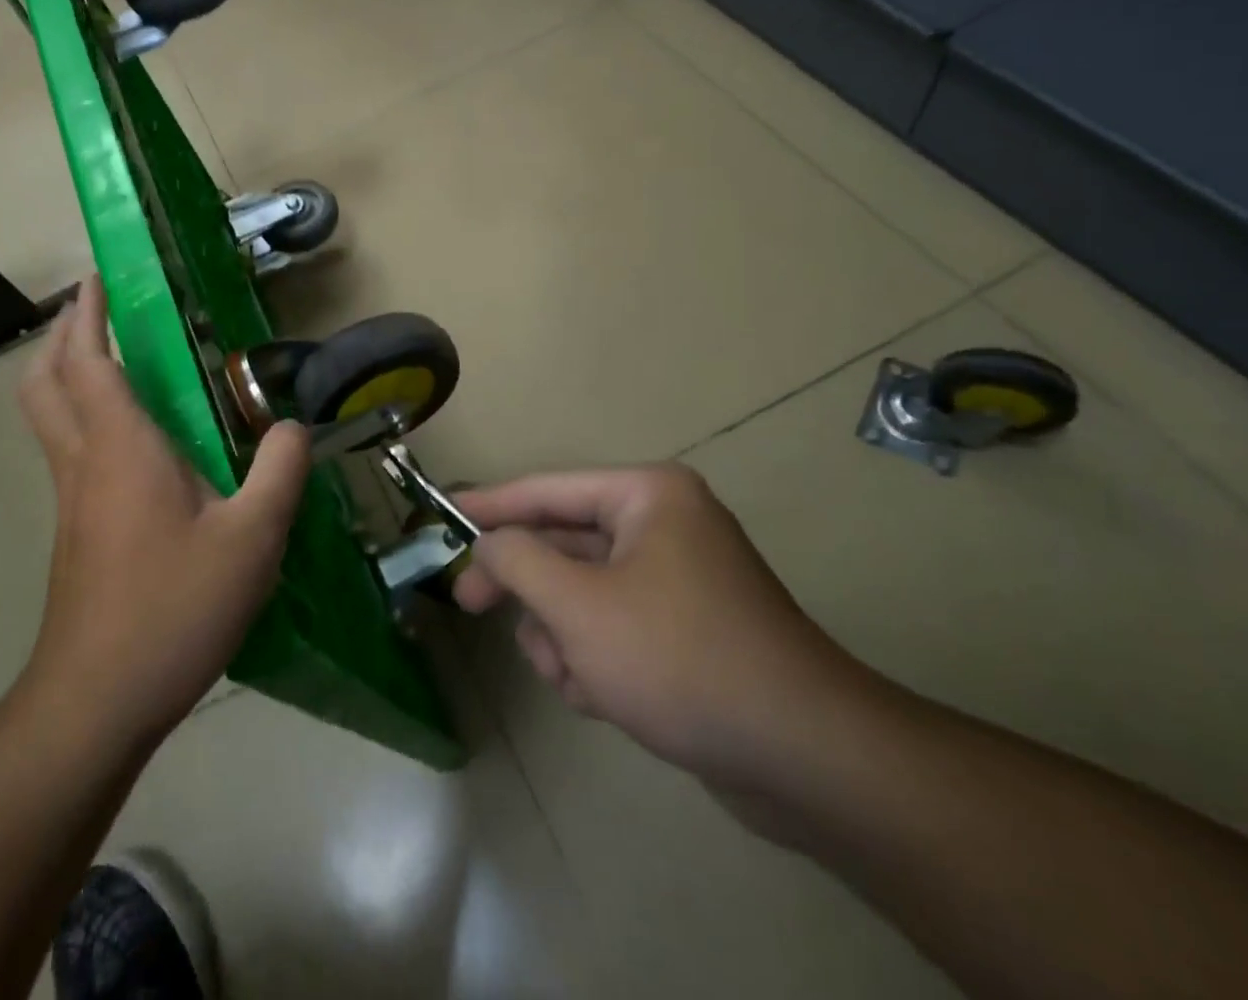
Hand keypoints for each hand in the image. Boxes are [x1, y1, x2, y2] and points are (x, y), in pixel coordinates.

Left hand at [16, 278, 310, 751]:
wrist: (96, 701)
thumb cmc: (173, 608)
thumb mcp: (252, 538)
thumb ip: (278, 472)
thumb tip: (292, 428)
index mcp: (121, 449)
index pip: (89, 362)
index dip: (88, 314)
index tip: (97, 277)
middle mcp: (85, 463)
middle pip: (44, 383)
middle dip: (62, 337)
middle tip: (94, 312)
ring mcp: (72, 501)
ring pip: (49, 418)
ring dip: (66, 376)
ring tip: (111, 360)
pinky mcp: (76, 533)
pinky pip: (69, 453)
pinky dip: (83, 418)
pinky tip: (133, 441)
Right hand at [451, 463, 859, 784]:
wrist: (804, 758)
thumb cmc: (678, 658)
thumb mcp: (578, 606)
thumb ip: (518, 561)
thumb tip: (489, 541)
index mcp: (647, 496)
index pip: (547, 489)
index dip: (490, 504)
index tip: (443, 515)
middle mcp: (664, 524)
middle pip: (563, 543)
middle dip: (528, 588)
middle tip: (469, 604)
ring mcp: (677, 578)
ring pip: (583, 593)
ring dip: (563, 635)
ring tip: (573, 677)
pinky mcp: (685, 628)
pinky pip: (613, 626)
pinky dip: (595, 658)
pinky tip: (602, 698)